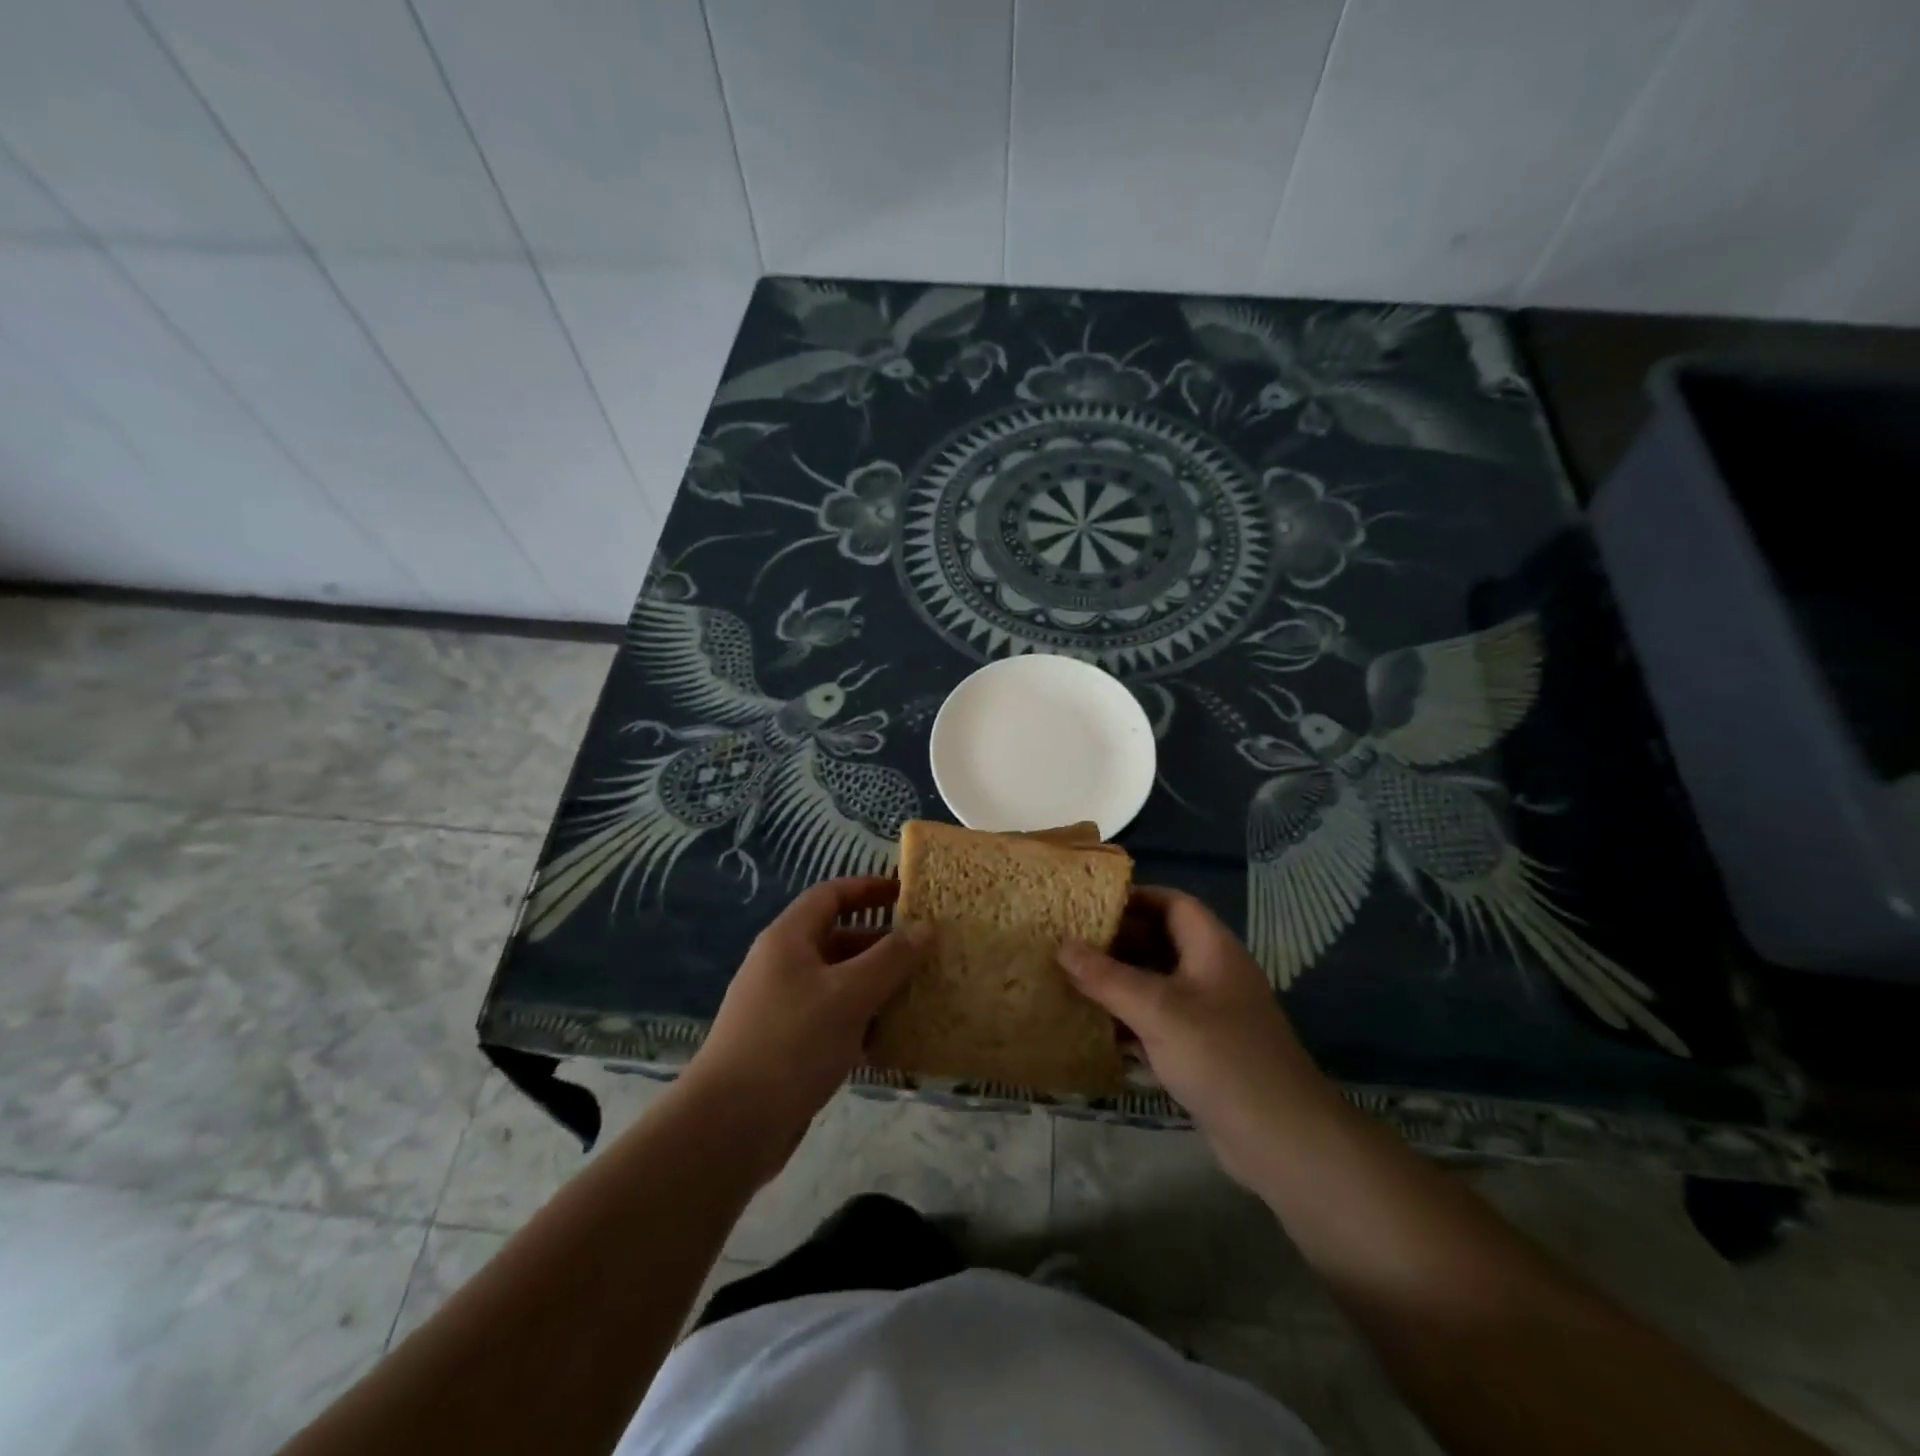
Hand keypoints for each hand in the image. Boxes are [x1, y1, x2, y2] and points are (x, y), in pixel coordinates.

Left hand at [686, 876, 928, 1174]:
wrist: (729, 1126)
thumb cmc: (791, 1043)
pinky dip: (861, 1020)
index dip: (869, 888)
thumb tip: (926, 927)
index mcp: (788, 939)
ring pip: (838, 982)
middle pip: (837, 938)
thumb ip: (891, 958)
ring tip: (919, 992)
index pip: (831, 894)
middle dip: (881, 942)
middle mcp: (782, 965)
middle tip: (925, 951)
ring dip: (876, 984)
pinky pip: (832, 1018)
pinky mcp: (787, 1045)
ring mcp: (783, 1006)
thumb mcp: (849, 994)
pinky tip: (892, 1036)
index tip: (908, 894)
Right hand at [1060, 886, 1342, 1187]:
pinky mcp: (1202, 1050)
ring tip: (1070, 980)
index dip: (1133, 897)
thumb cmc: (1221, 1057)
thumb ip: (1107, 977)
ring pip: (1156, 984)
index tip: (1087, 904)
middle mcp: (1212, 973)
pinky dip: (1129, 1020)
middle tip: (1069, 944)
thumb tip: (1062, 945)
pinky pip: (1158, 1021)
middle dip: (1116, 942)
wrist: (1282, 1140)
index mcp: (1212, 948)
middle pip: (1160, 942)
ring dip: (1118, 983)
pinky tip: (1093, 1028)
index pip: (1172, 903)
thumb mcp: (1158, 1010)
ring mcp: (1209, 1014)